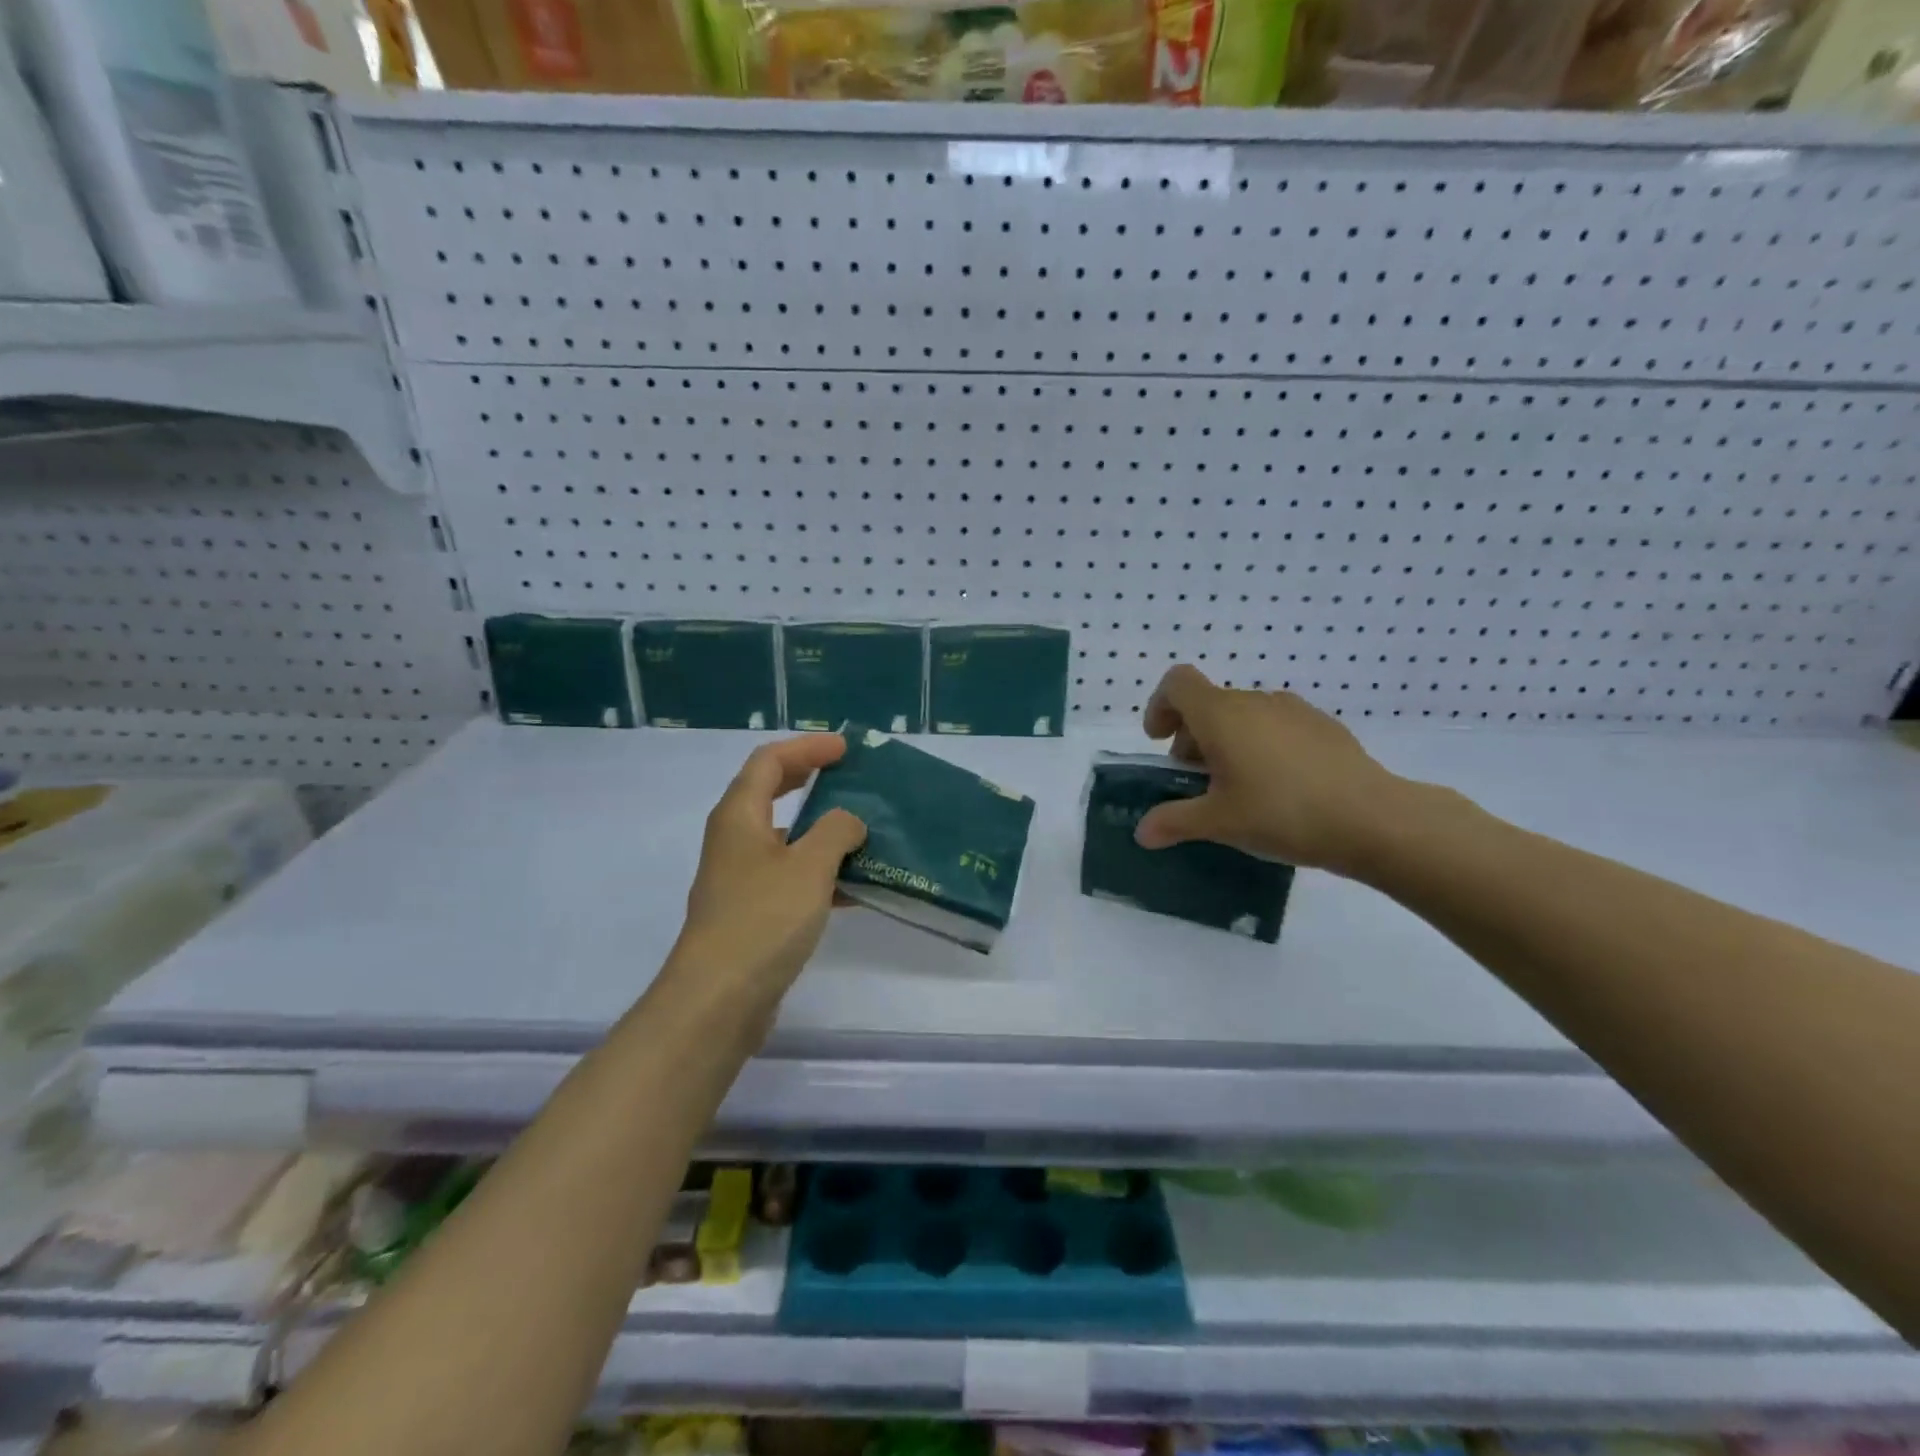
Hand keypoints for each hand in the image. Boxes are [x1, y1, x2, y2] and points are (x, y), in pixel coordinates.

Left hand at [670, 736, 866, 1001]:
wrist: (719, 1000)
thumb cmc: (763, 919)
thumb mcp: (809, 866)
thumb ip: (836, 831)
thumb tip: (849, 821)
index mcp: (739, 816)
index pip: (769, 761)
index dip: (807, 748)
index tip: (846, 749)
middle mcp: (734, 840)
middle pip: (771, 793)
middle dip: (810, 780)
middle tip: (849, 777)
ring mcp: (740, 879)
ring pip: (785, 839)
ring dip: (821, 831)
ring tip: (864, 831)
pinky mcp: (751, 913)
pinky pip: (790, 878)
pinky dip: (820, 873)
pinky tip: (855, 887)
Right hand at [1135, 665, 1404, 874]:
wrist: (1372, 819)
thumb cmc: (1282, 813)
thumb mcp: (1219, 823)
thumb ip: (1174, 822)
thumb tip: (1142, 832)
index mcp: (1221, 715)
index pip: (1177, 682)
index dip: (1160, 706)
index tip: (1160, 742)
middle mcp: (1254, 701)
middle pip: (1208, 704)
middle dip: (1192, 738)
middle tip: (1196, 782)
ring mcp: (1293, 710)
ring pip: (1243, 716)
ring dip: (1227, 743)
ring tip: (1238, 788)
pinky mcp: (1323, 726)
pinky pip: (1276, 726)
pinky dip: (1261, 746)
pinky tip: (1280, 788)